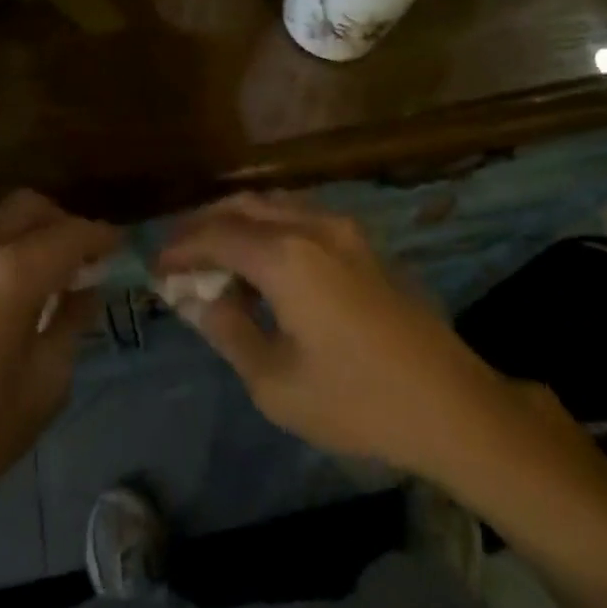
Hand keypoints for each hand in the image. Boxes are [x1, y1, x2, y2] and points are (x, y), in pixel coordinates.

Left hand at [0, 191, 119, 555]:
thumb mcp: (44, 385)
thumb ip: (72, 321)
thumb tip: (87, 287)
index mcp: (9, 276)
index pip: (71, 234)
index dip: (102, 237)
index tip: (121, 247)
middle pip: (31, 207)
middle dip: (65, 225)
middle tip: (85, 260)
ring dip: (30, 232)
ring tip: (47, 273)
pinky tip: (5, 286)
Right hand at [156, 193, 499, 482]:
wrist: (450, 403)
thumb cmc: (357, 401)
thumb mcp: (276, 382)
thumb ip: (229, 329)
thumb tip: (198, 298)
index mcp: (285, 256)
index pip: (215, 236)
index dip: (180, 249)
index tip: (155, 269)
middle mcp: (310, 225)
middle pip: (240, 207)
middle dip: (203, 226)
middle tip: (178, 256)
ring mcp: (340, 227)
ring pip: (271, 204)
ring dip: (235, 222)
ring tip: (213, 256)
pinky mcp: (360, 240)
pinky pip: (298, 214)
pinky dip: (266, 226)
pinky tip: (260, 258)